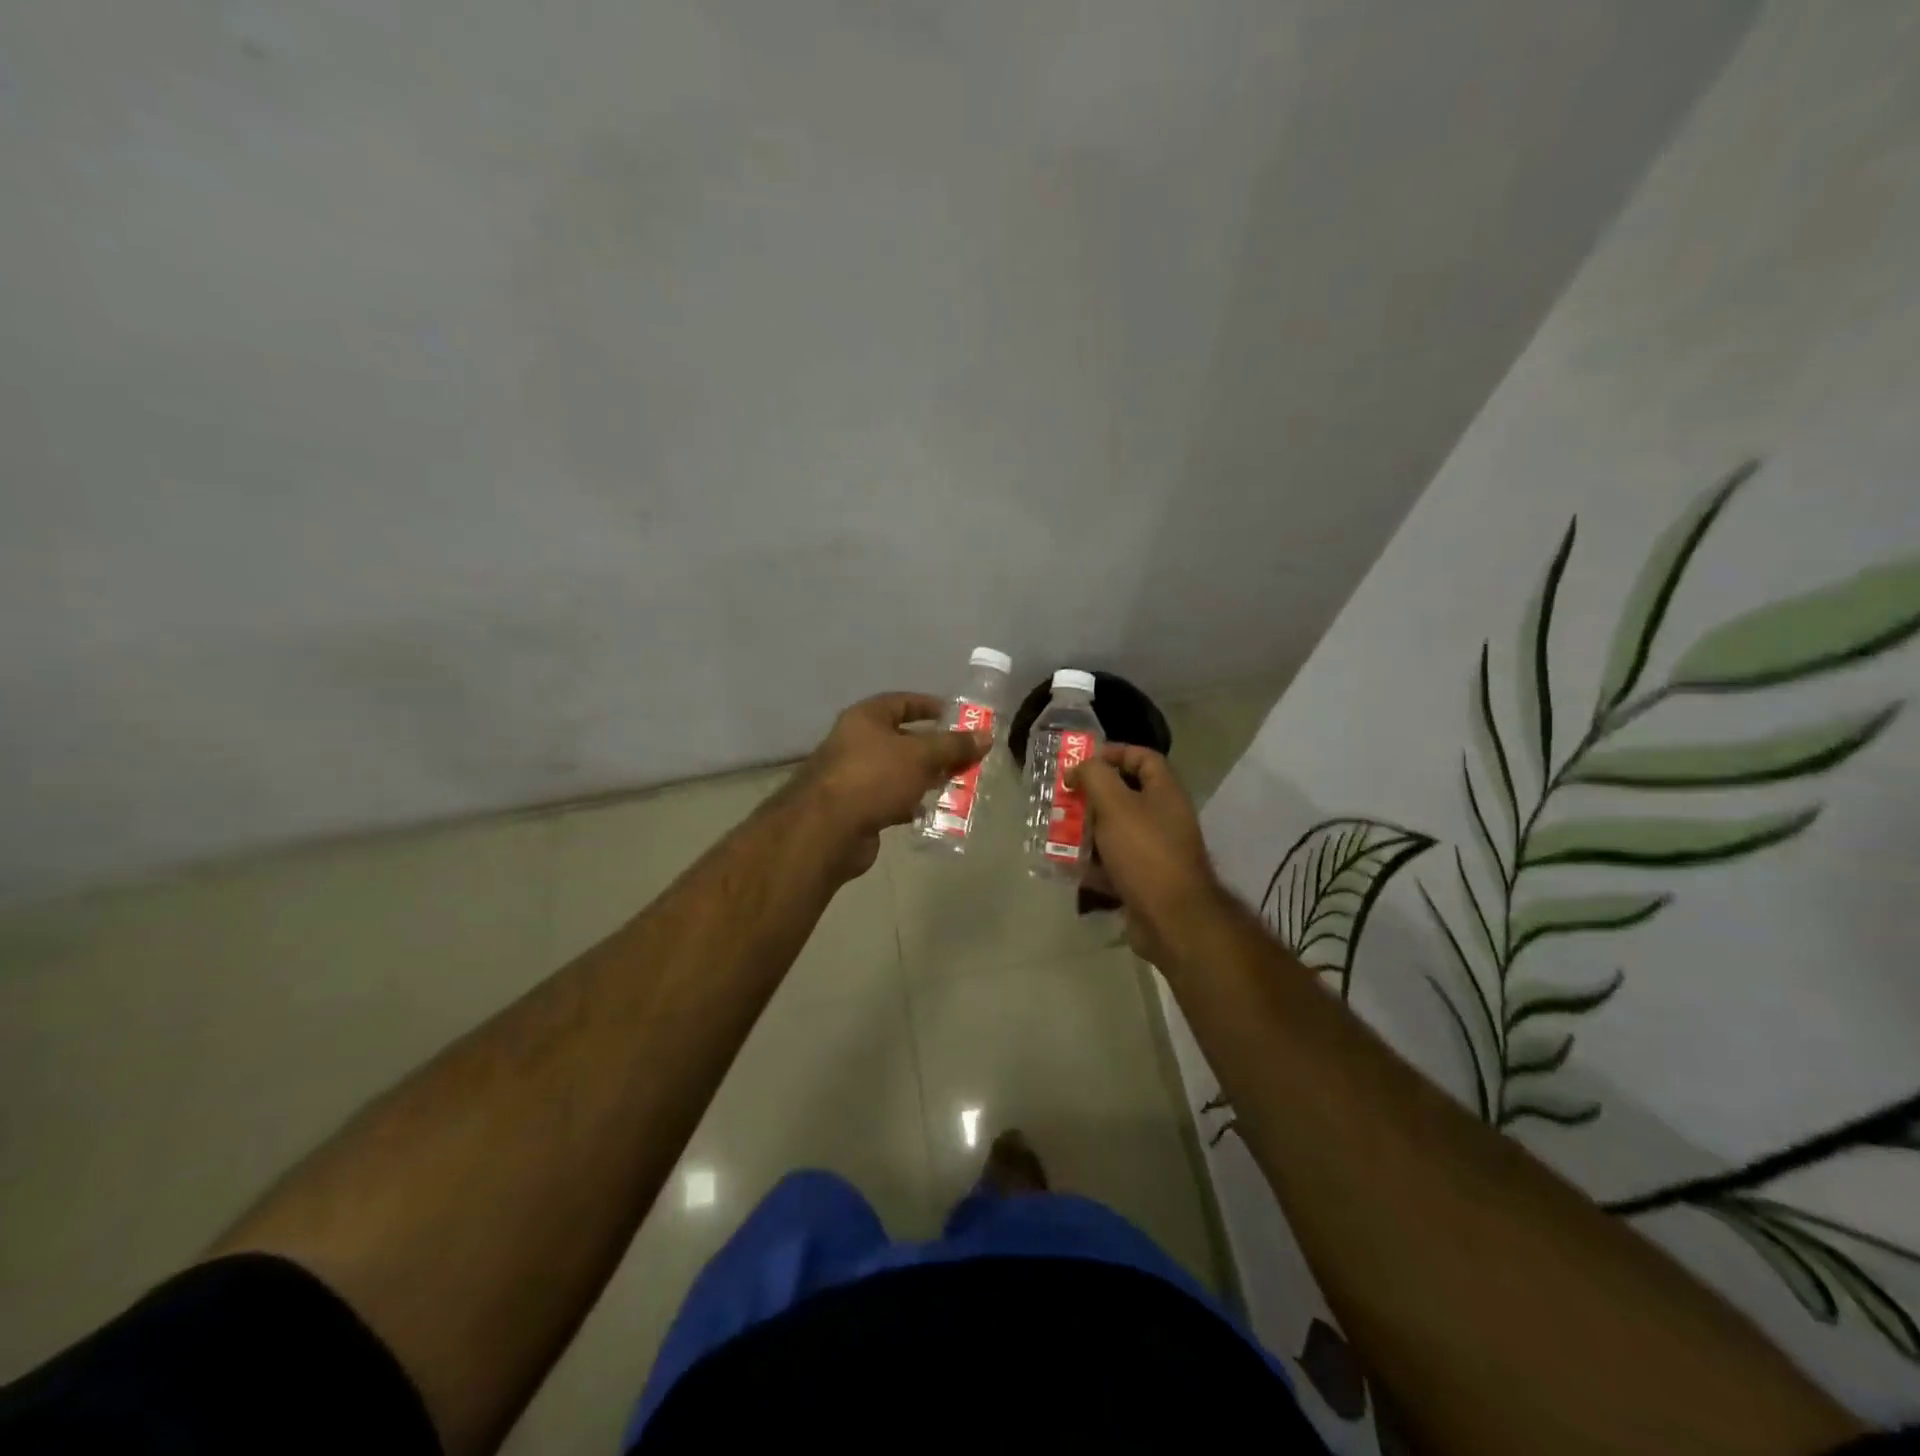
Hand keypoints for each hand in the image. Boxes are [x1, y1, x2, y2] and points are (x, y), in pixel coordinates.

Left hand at [793, 693, 986, 879]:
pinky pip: (891, 798)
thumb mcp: (921, 755)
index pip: (903, 702)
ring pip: (899, 771)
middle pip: (903, 739)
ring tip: (957, 785)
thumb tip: (986, 736)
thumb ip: (954, 745)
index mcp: (866, 718)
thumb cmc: (874, 777)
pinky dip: (910, 802)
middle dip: (935, 749)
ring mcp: (854, 776)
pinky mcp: (857, 807)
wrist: (828, 830)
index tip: (959, 717)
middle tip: (966, 757)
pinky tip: (932, 811)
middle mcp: (856, 742)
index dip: (931, 707)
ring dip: (926, 777)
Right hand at [1070, 744, 1224, 963]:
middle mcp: (1163, 818)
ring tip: (1057, 830)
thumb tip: (1079, 767)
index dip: (1114, 753)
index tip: (1082, 762)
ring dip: (1087, 830)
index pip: (1143, 758)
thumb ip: (1095, 777)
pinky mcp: (1143, 881)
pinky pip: (1113, 865)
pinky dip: (1091, 864)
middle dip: (1091, 795)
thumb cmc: (1145, 852)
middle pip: (1125, 795)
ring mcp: (1154, 852)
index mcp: (1165, 793)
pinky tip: (1067, 865)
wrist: (1172, 919)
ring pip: (1115, 832)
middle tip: (1063, 797)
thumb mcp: (1115, 805)